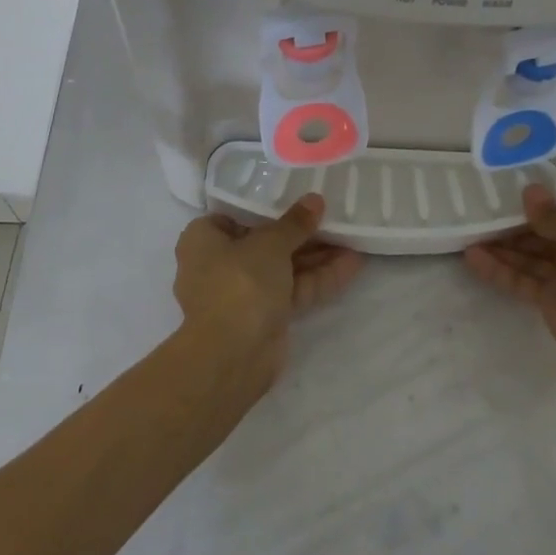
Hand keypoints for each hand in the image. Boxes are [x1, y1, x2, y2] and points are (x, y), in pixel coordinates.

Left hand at [173, 194, 362, 381]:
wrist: (232, 356)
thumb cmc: (239, 282)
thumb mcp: (270, 243)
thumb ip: (295, 222)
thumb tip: (315, 200)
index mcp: (203, 239)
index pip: (235, 215)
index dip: (266, 207)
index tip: (296, 198)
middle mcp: (218, 264)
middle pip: (265, 242)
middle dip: (301, 234)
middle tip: (333, 218)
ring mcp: (242, 294)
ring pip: (283, 268)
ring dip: (316, 256)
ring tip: (352, 238)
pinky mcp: (264, 318)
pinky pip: (292, 291)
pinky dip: (318, 278)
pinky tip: (351, 264)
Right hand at [464, 183, 555, 366]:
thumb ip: (550, 214)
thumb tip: (529, 191)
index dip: (552, 211)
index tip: (523, 200)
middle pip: (552, 240)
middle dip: (520, 229)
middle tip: (488, 214)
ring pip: (534, 262)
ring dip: (505, 250)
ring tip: (472, 234)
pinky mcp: (554, 306)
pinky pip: (524, 283)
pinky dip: (501, 271)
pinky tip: (473, 258)